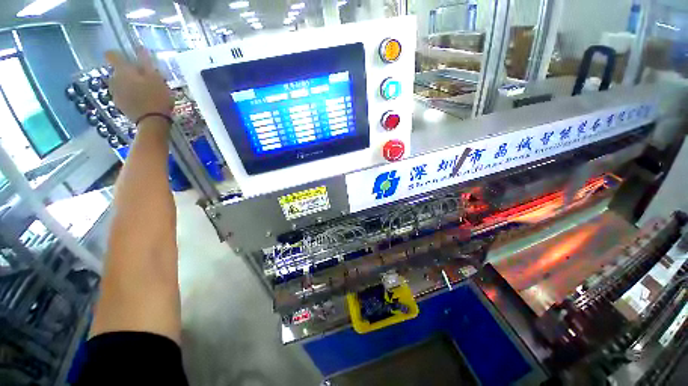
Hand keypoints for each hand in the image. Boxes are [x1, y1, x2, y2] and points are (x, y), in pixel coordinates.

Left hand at [105, 47, 172, 123]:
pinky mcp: (119, 105)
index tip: (127, 57)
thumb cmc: (156, 98)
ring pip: (119, 83)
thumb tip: (140, 48)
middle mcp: (114, 80)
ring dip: (128, 84)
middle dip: (128, 73)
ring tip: (143, 91)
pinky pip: (122, 95)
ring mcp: (115, 93)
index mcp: (123, 71)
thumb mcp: (156, 78)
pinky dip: (129, 95)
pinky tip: (140, 101)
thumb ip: (146, 62)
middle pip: (117, 71)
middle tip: (143, 79)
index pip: (112, 55)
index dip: (118, 54)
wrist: (152, 122)